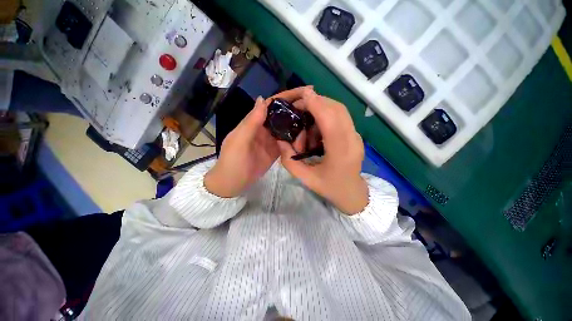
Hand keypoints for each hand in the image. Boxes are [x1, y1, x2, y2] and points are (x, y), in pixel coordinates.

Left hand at [204, 87, 312, 196]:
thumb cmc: (233, 161)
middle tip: (315, 107)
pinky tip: (308, 136)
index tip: (304, 91)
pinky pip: (288, 142)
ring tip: (315, 121)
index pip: (272, 104)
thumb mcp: (239, 140)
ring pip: (288, 128)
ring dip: (299, 124)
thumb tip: (263, 98)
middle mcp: (265, 128)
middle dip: (297, 109)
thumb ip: (251, 121)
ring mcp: (272, 140)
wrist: (233, 183)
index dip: (287, 96)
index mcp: (255, 121)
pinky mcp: (277, 151)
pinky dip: (297, 139)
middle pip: (283, 115)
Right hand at [277, 91, 367, 213]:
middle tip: (298, 109)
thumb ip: (289, 159)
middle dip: (316, 102)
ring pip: (339, 111)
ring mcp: (357, 137)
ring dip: (320, 111)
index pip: (331, 122)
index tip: (303, 94)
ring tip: (306, 128)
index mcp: (340, 154)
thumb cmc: (329, 188)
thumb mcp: (305, 178)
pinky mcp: (355, 135)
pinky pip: (340, 118)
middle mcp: (353, 141)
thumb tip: (280, 139)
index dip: (317, 105)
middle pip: (337, 110)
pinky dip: (326, 117)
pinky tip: (316, 132)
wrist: (352, 193)